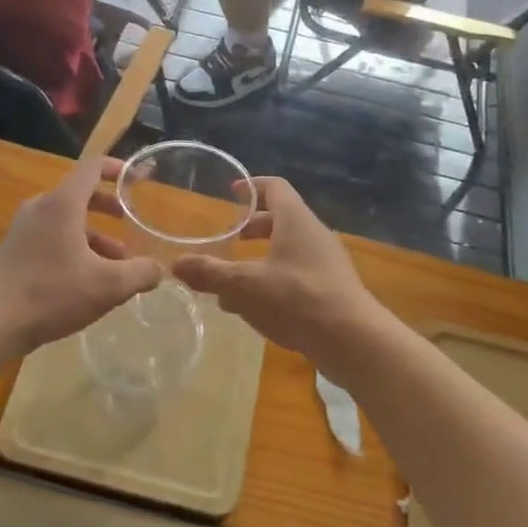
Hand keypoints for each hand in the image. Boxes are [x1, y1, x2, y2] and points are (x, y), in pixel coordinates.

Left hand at [0, 157, 161, 353]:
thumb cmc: (52, 293)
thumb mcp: (108, 286)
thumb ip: (140, 273)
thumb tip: (158, 269)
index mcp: (63, 204)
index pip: (93, 167)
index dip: (118, 168)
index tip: (138, 178)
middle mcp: (40, 207)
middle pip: (80, 194)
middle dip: (108, 206)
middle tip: (128, 222)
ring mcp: (22, 228)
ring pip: (65, 220)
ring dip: (93, 234)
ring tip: (115, 263)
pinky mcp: (13, 250)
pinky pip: (50, 237)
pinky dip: (73, 246)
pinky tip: (84, 279)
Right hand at [174, 177, 382, 366]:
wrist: (352, 339)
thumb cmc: (296, 299)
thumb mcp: (244, 286)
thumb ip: (210, 274)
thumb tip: (175, 264)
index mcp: (295, 220)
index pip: (274, 187)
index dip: (251, 187)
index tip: (230, 194)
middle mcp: (314, 234)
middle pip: (281, 219)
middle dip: (252, 228)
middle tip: (229, 239)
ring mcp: (327, 262)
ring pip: (288, 250)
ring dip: (261, 259)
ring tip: (233, 280)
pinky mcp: (332, 289)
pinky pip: (298, 274)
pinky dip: (274, 280)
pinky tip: (256, 308)